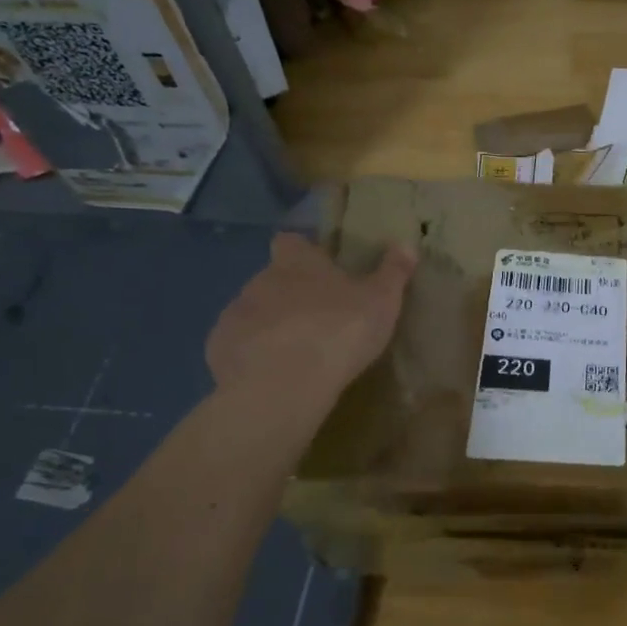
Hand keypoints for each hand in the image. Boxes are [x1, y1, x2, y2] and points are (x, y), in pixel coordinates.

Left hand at [206, 232, 415, 406]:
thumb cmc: (338, 331)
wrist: (282, 384)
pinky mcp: (219, 349)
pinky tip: (273, 376)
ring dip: (271, 326)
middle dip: (291, 294)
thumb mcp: (381, 301)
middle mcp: (260, 280)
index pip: (291, 241)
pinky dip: (253, 356)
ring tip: (297, 353)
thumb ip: (393, 272)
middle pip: (273, 278)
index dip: (304, 252)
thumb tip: (407, 244)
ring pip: (254, 312)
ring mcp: (235, 314)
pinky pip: (238, 346)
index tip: (320, 268)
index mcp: (297, 262)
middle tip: (319, 319)